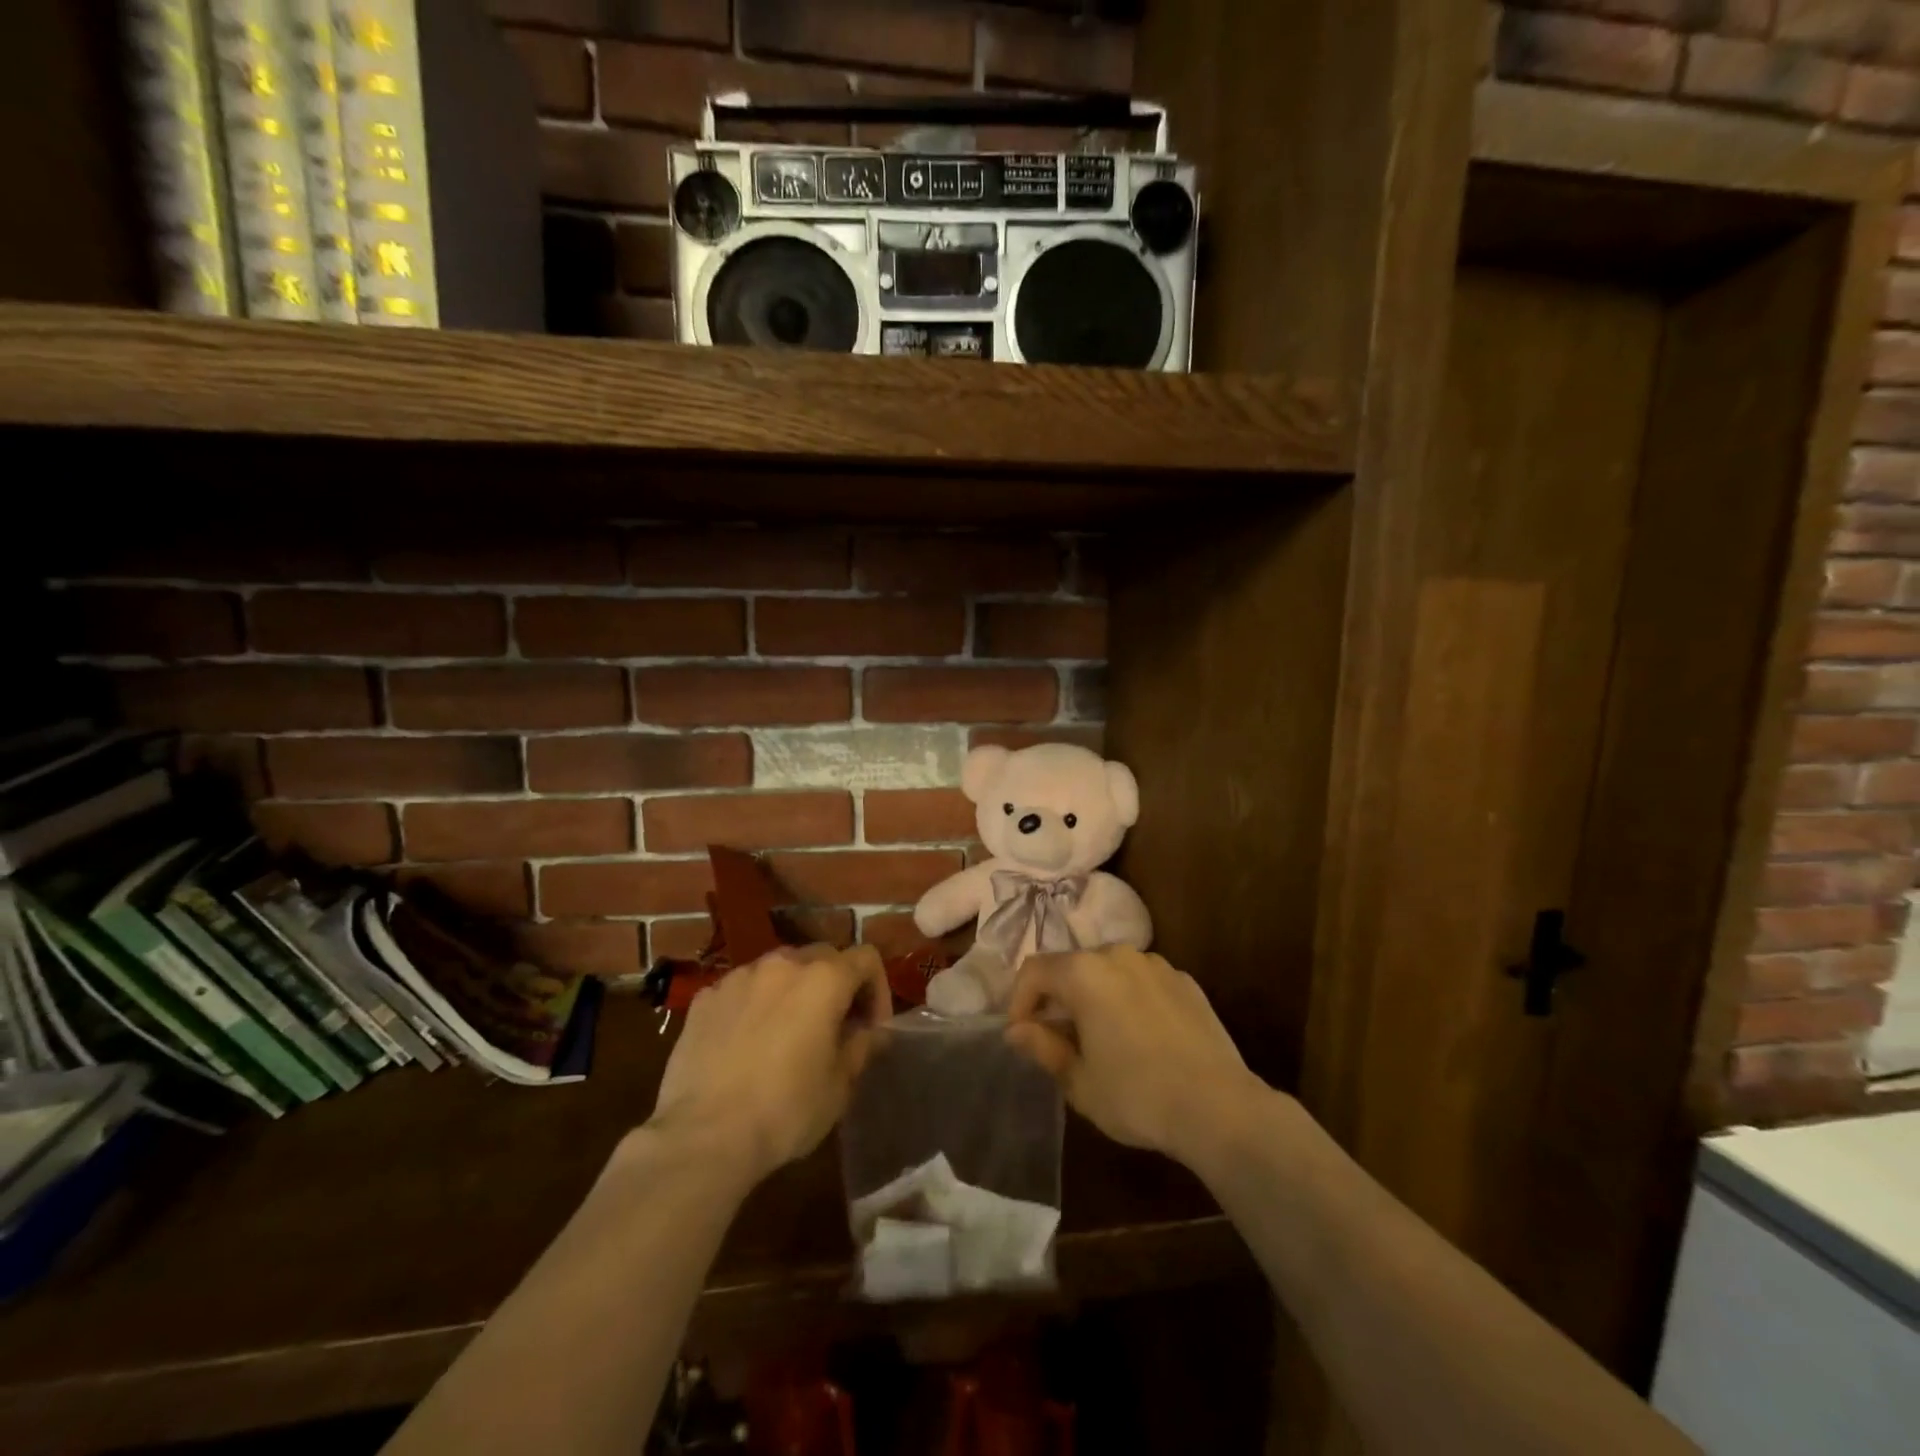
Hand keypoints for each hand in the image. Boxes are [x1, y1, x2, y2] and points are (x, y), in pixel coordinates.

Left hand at [650, 944, 890, 1182]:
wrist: (703, 1137)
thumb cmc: (785, 1110)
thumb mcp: (839, 1086)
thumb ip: (862, 1047)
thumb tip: (873, 1032)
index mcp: (824, 979)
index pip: (866, 958)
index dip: (877, 989)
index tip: (871, 1028)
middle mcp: (783, 964)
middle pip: (823, 956)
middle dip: (836, 985)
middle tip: (834, 1027)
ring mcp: (739, 977)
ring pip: (779, 969)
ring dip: (793, 991)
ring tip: (787, 1032)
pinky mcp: (705, 998)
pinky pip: (742, 989)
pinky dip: (754, 1004)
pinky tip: (746, 1043)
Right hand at [1006, 947, 1267, 1166]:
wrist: (1220, 1108)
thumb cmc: (1137, 1095)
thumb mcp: (1079, 1081)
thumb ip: (1043, 1047)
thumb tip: (1016, 1030)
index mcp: (1084, 973)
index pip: (1034, 971)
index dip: (1019, 1001)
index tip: (1021, 1035)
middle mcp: (1117, 955)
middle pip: (1071, 966)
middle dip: (1057, 998)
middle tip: (1057, 1040)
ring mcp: (1156, 964)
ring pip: (1108, 972)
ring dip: (1093, 996)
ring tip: (1099, 1038)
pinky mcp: (1185, 981)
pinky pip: (1141, 982)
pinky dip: (1128, 999)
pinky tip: (1139, 1037)